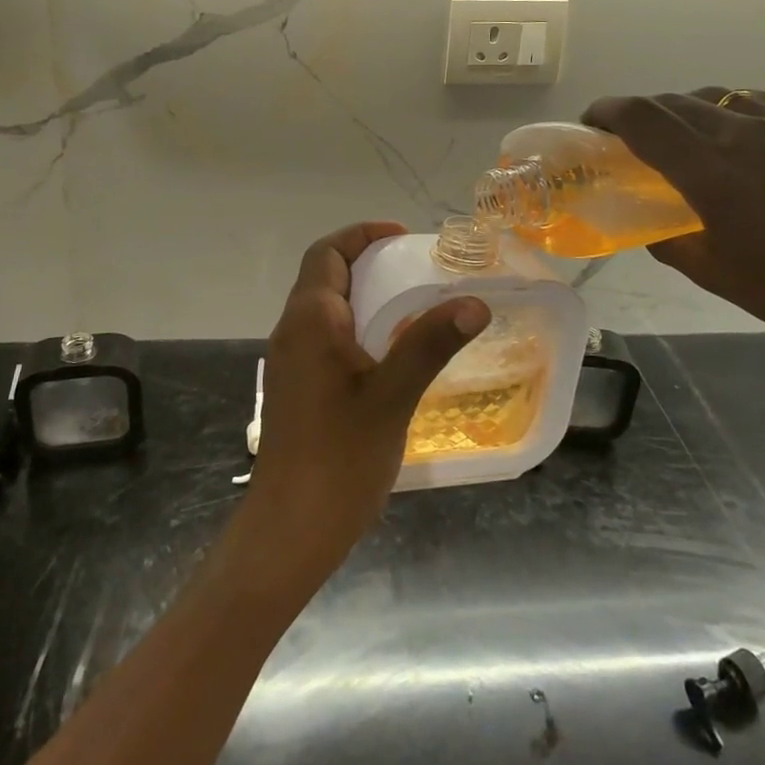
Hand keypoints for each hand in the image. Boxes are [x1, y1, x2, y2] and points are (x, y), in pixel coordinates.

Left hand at [238, 222, 489, 590]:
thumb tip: (474, 302)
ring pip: (325, 308)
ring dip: (363, 295)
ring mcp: (291, 361)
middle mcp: (293, 331)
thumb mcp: (392, 397)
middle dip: (367, 262)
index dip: (362, 235)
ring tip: (413, 304)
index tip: (403, 237)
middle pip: (325, 275)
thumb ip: (429, 344)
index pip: (327, 253)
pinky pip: (326, 337)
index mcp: (309, 320)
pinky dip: (356, 326)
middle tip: (417, 269)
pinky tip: (390, 352)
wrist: (290, 529)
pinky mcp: (297, 387)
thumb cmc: (339, 459)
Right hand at [582, 90, 764, 388]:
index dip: (607, 113)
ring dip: (684, 110)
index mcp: (711, 170)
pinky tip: (735, 137)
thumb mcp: (711, 271)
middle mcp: (744, 130)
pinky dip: (729, 112)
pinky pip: (755, 102)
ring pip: (714, 96)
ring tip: (683, 137)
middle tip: (629, 138)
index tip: (591, 124)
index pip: (642, 118)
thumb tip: (646, 223)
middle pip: (672, 101)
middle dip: (640, 113)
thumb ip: (666, 237)